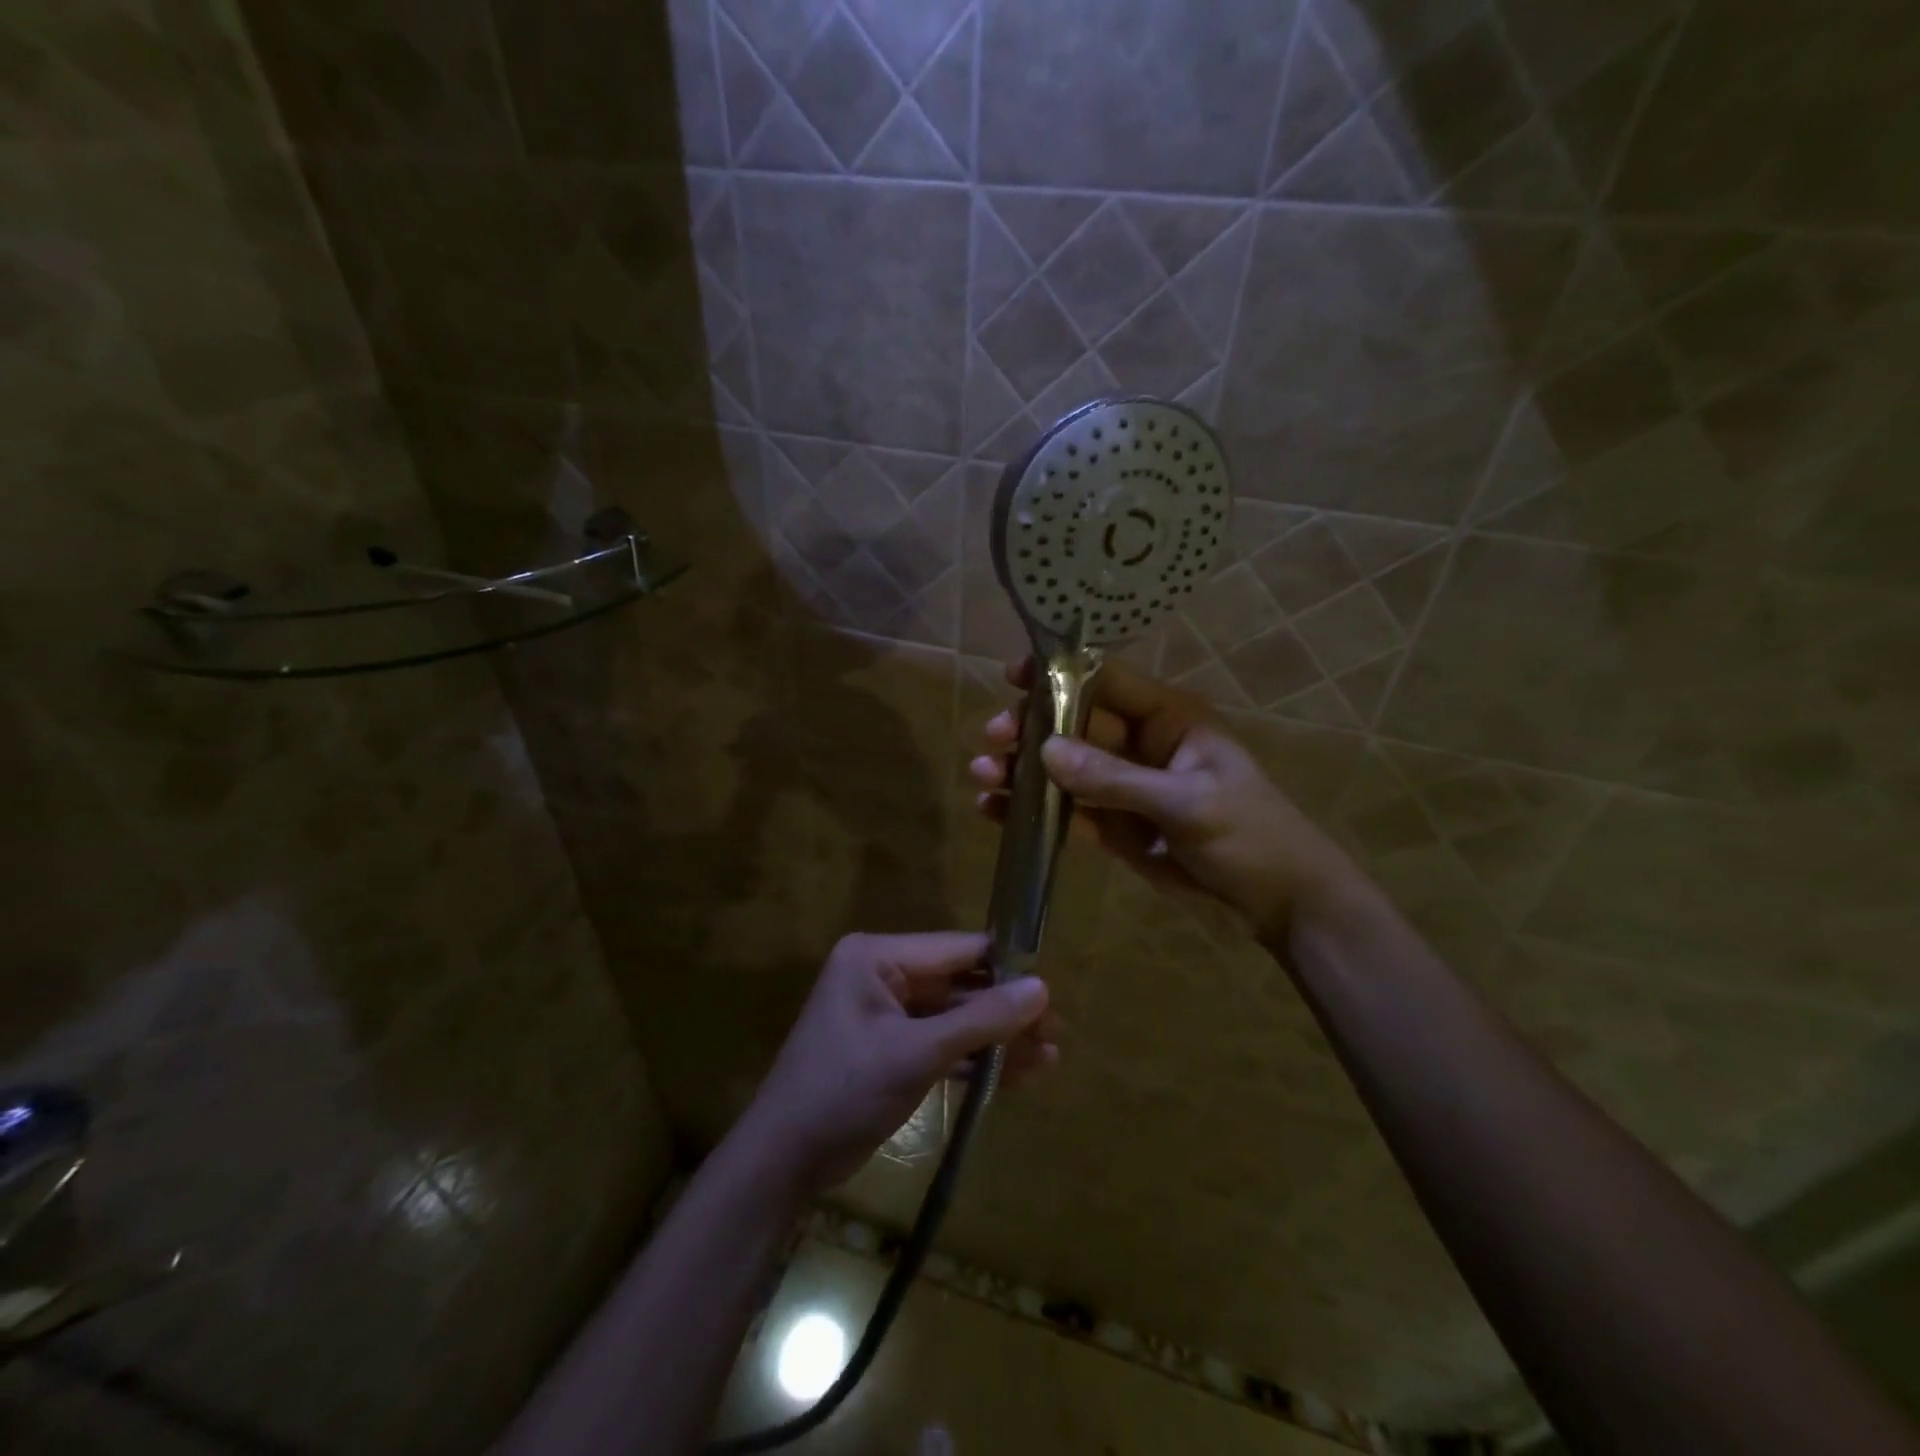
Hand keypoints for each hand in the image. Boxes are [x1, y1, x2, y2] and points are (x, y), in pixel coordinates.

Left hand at [742, 932, 1057, 1194]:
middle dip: (1005, 1010)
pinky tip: (1017, 1074)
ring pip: (953, 1017)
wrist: (784, 1162)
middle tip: (1056, 1032)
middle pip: (958, 984)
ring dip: (996, 1038)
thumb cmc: (844, 1092)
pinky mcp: (890, 1048)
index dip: (1004, 966)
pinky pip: (940, 1043)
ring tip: (1049, 1057)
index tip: (1050, 988)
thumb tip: (1042, 988)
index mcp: (877, 957)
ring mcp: (885, 1013)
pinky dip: (973, 1059)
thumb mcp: (916, 1054)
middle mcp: (882, 975)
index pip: (955, 949)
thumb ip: (980, 1020)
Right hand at [970, 659, 1358, 941]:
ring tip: (982, 778)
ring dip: (1023, 772)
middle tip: (992, 739)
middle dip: (1031, 729)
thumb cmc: (1251, 836)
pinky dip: (1034, 812)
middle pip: (1074, 726)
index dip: (1060, 674)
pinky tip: (994, 813)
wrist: (1279, 903)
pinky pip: (1068, 812)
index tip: (1012, 676)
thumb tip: (1046, 752)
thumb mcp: (1188, 804)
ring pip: (1064, 770)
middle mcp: (1140, 745)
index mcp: (1168, 719)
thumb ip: (1115, 779)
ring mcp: (1124, 788)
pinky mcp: (1114, 826)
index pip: (1106, 681)